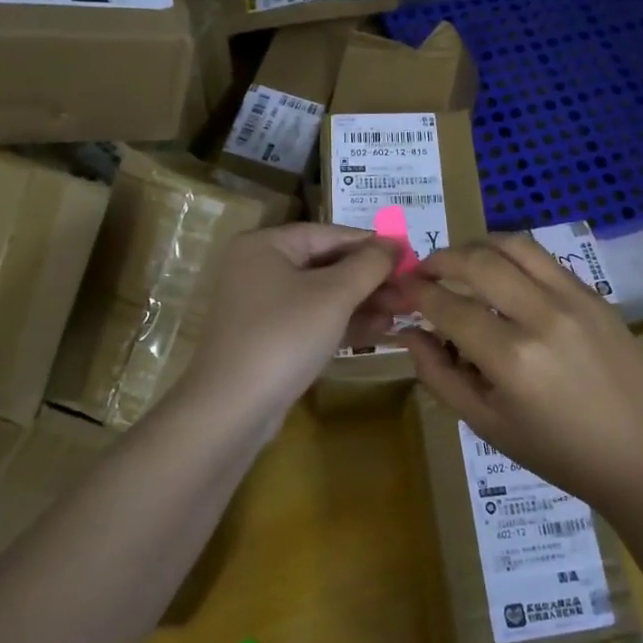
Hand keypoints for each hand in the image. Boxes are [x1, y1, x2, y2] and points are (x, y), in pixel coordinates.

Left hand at [181, 224, 399, 426]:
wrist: (231, 409)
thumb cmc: (284, 336)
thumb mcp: (334, 295)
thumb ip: (369, 264)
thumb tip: (395, 243)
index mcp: (266, 244)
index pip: (330, 234)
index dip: (372, 244)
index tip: (410, 256)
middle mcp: (259, 268)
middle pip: (326, 264)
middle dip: (371, 278)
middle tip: (411, 290)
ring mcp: (261, 305)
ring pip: (322, 294)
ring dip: (363, 302)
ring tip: (404, 311)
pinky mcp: (268, 338)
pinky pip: (312, 319)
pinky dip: (343, 322)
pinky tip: (379, 330)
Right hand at [401, 234, 642, 510]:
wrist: (640, 456)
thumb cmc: (557, 452)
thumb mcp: (487, 425)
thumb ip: (440, 375)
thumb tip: (411, 333)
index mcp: (512, 358)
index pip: (449, 306)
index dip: (417, 292)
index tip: (401, 287)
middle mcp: (543, 316)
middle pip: (479, 260)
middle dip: (441, 258)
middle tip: (424, 270)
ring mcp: (575, 299)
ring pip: (514, 245)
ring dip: (478, 246)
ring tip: (460, 262)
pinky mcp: (595, 294)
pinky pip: (544, 259)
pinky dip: (513, 258)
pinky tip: (503, 276)